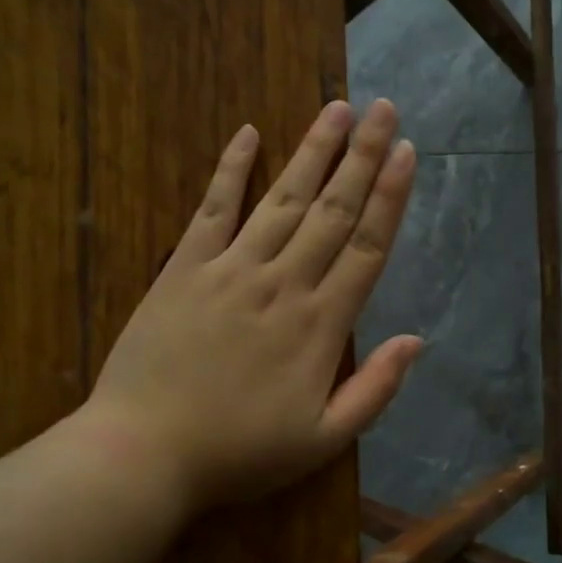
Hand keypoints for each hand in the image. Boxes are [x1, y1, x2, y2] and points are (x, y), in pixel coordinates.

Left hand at [82, 98, 421, 511]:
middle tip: (384, 109)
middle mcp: (283, 283)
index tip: (407, 153)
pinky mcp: (184, 269)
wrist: (144, 452)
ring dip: (313, 152)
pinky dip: (231, 169)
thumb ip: (375, 391)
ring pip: (283, 199)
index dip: (390, 197)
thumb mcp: (323, 441)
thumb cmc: (239, 453)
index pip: (367, 247)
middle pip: (332, 211)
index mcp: (320, 325)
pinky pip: (212, 209)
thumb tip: (416, 341)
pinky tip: (248, 133)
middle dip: (362, 157)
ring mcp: (231, 270)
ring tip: (337, 109)